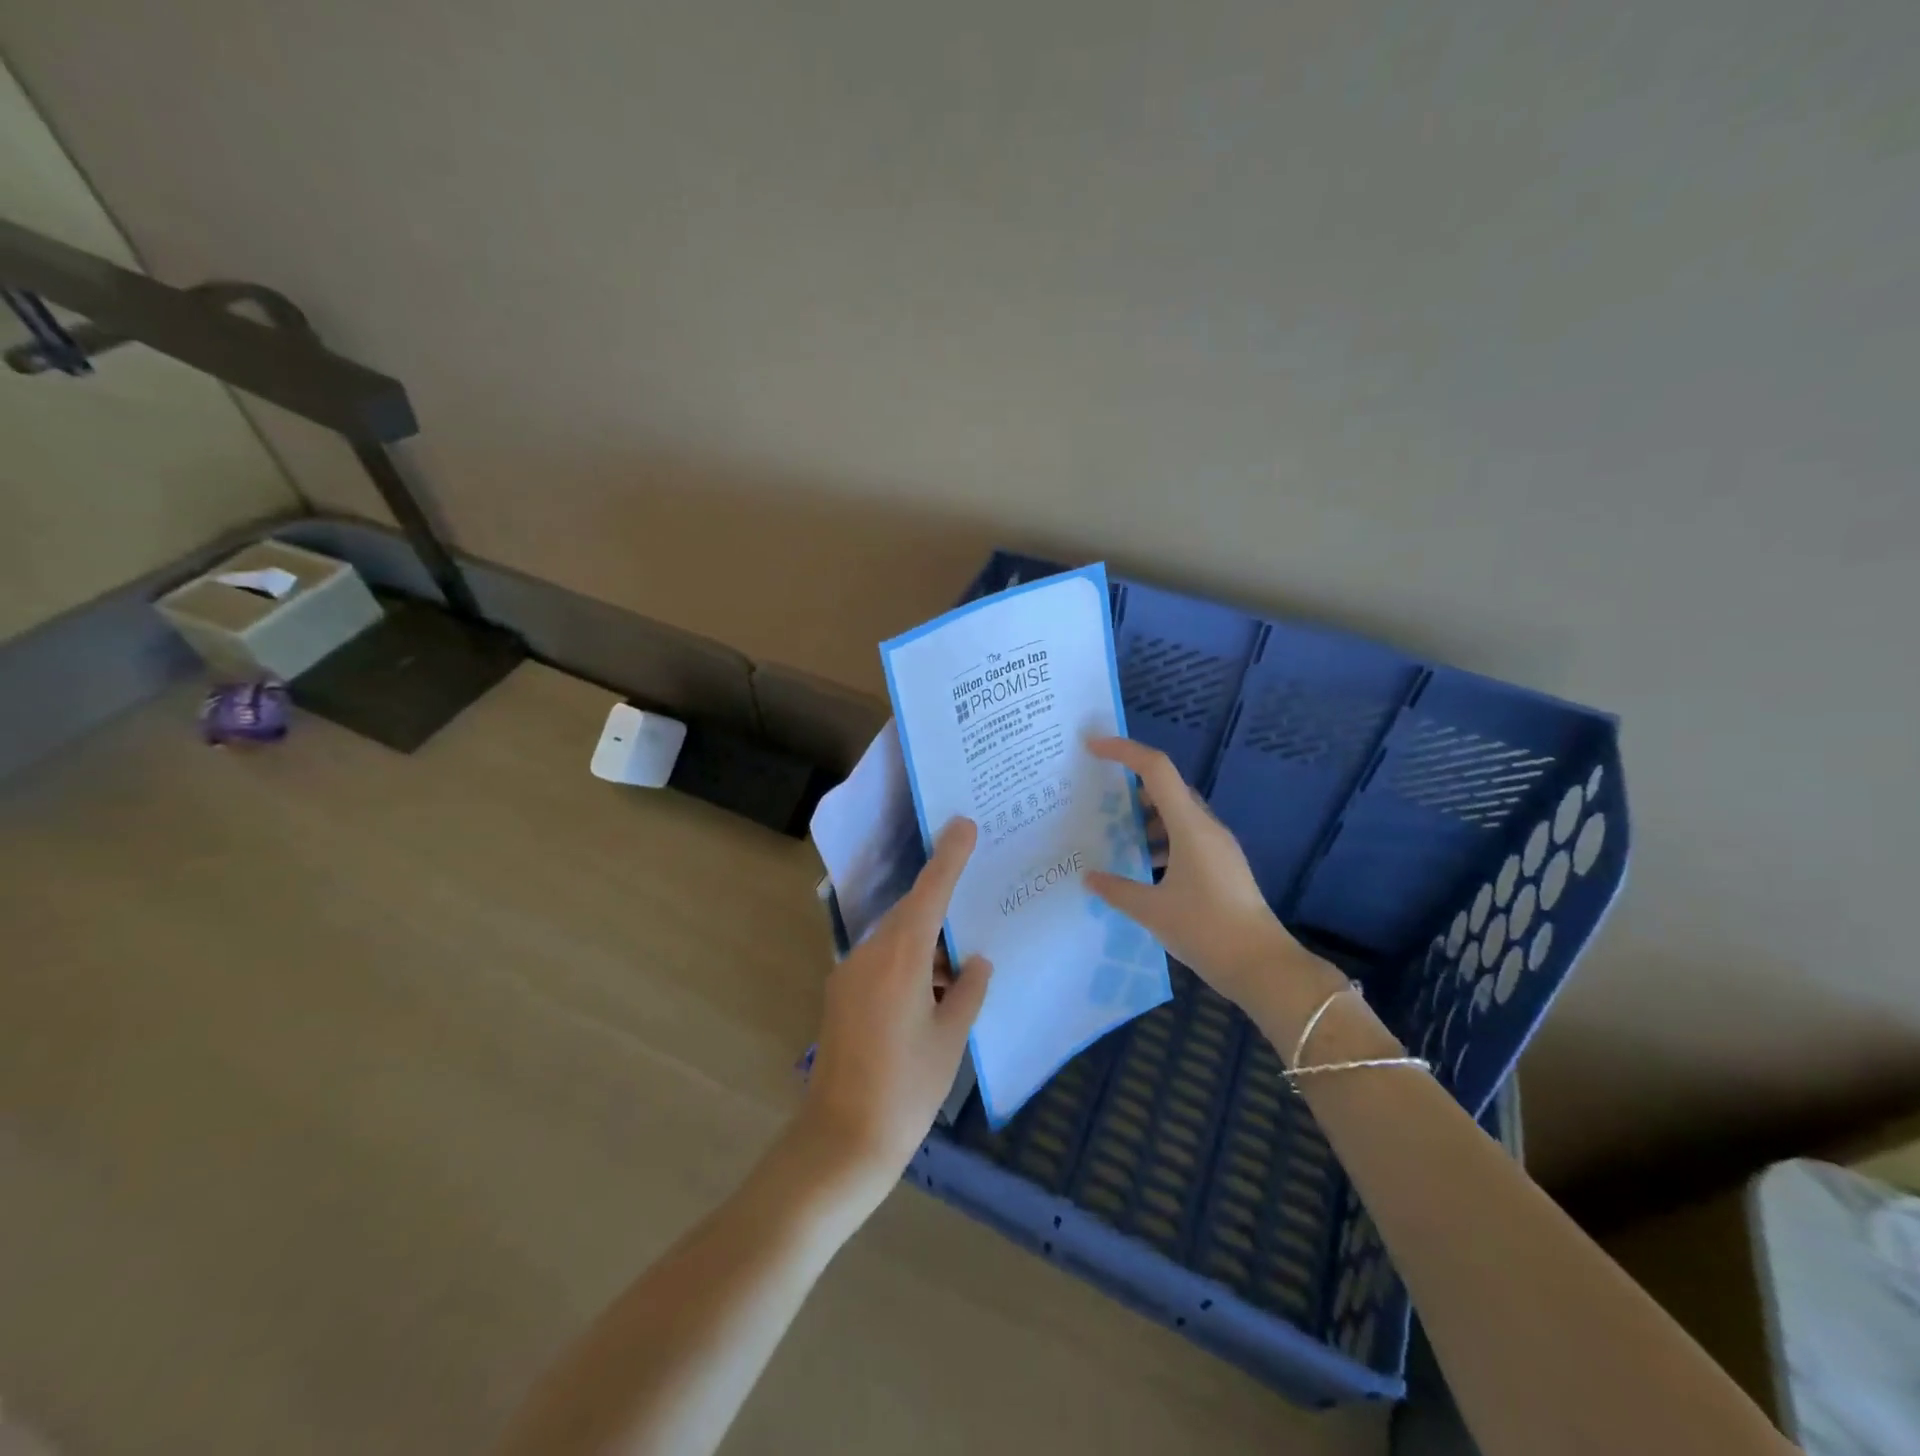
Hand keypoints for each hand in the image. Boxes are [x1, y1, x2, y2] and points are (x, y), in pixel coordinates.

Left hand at [800, 817, 991, 1198]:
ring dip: (926, 944)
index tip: (963, 825)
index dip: (949, 857)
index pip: (929, 893)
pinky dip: (908, 964)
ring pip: (895, 939)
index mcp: (901, 958)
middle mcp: (869, 955)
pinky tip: (931, 992)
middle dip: (940, 904)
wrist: (841, 1141)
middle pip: (910, 913)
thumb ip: (968, 991)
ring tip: (959, 968)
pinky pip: (880, 961)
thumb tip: (975, 961)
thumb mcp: (950, 1040)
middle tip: (975, 899)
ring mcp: (849, 975)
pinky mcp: (841, 996)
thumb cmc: (906, 1089)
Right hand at [1084, 738, 1339, 1009]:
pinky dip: (1162, 839)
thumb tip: (1090, 878)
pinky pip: (1187, 836)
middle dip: (1132, 787)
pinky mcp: (1223, 865)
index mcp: (1190, 826)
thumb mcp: (1152, 911)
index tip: (1092, 746)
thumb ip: (1117, 890)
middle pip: (1167, 788)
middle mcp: (1206, 827)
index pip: (1156, 769)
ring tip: (1116, 834)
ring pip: (1177, 814)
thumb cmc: (1205, 930)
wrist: (1262, 965)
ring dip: (1147, 817)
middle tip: (1098, 798)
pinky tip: (1144, 865)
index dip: (1124, 750)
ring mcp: (1218, 846)